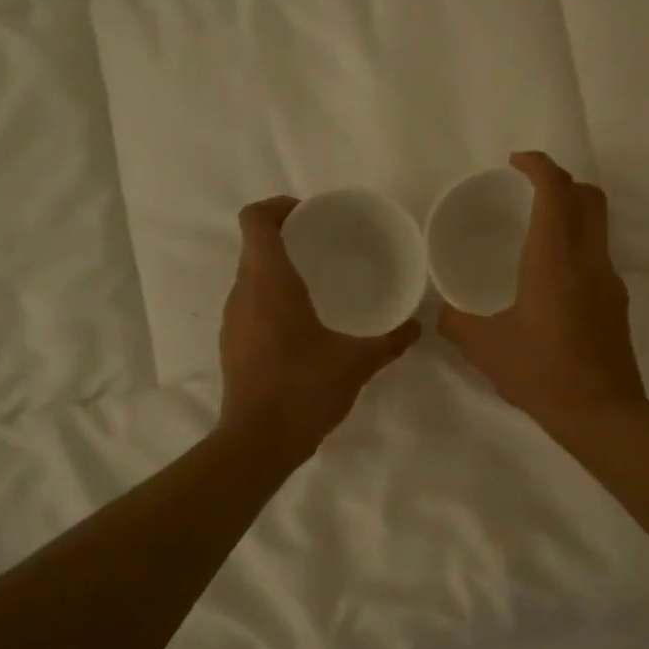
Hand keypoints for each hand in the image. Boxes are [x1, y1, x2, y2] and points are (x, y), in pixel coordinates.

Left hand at [218, 197, 420, 455]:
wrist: (258, 442)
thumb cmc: (304, 389)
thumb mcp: (357, 363)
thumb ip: (390, 341)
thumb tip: (416, 326)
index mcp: (269, 282)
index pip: (256, 220)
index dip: (277, 206)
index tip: (308, 215)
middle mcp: (243, 292)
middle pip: (255, 244)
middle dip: (286, 236)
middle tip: (324, 245)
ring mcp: (233, 319)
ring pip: (250, 275)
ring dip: (278, 268)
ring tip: (316, 282)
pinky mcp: (232, 342)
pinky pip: (249, 302)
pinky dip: (271, 297)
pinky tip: (302, 322)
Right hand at [438, 152, 645, 435]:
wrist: (601, 413)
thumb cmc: (540, 373)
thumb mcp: (484, 348)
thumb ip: (455, 322)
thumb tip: (439, 310)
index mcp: (554, 260)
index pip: (556, 191)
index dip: (539, 166)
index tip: (516, 162)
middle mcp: (588, 260)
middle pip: (589, 197)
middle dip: (561, 182)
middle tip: (528, 191)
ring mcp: (609, 280)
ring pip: (599, 225)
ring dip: (573, 213)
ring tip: (537, 231)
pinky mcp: (617, 302)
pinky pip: (598, 255)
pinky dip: (577, 246)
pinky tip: (550, 279)